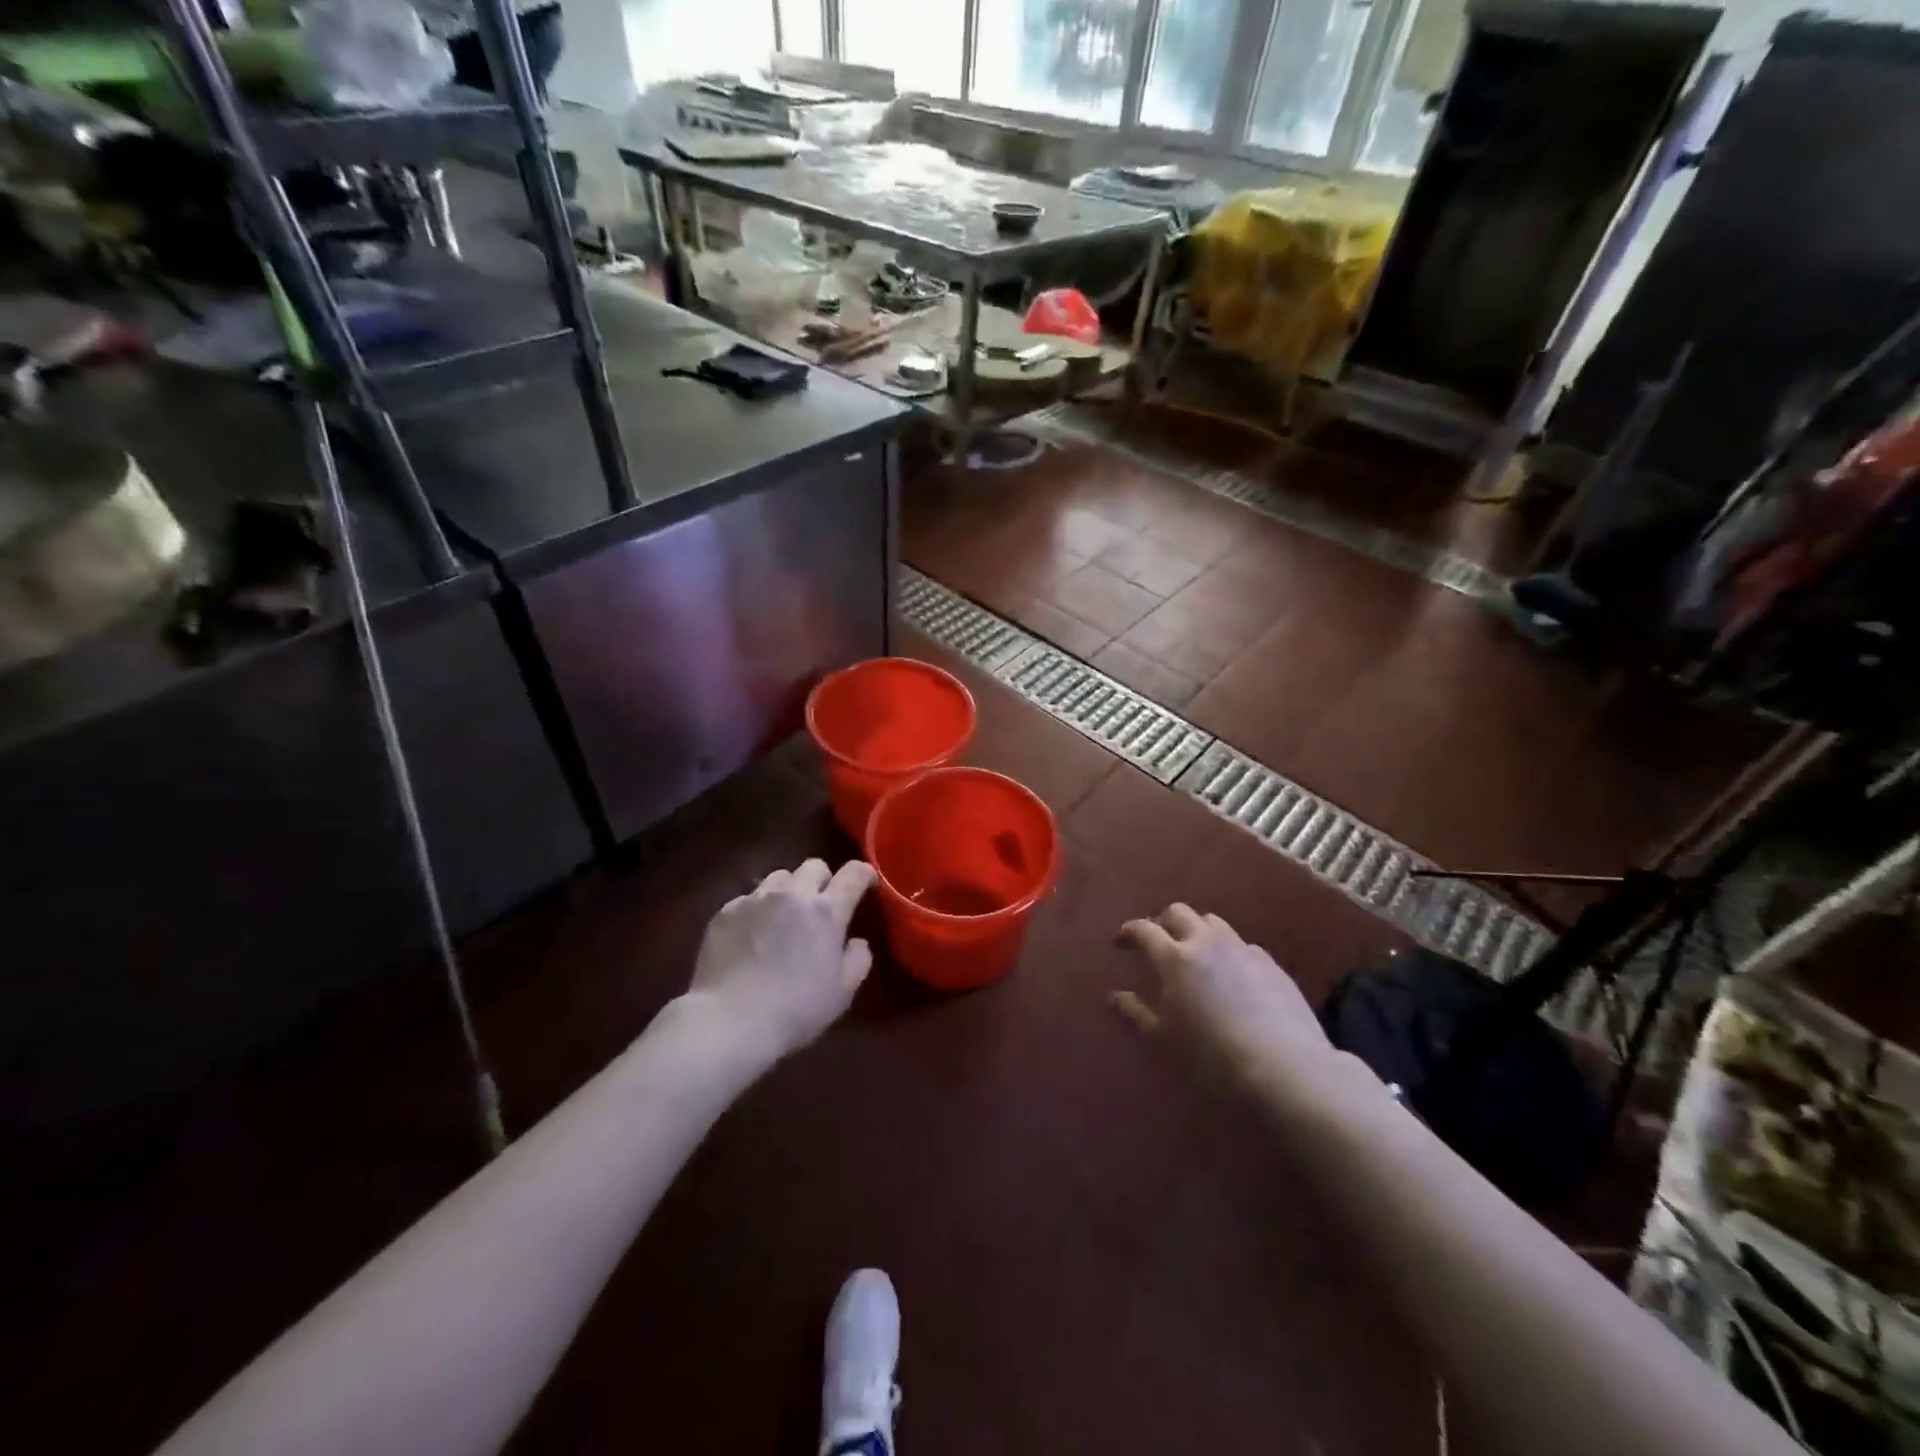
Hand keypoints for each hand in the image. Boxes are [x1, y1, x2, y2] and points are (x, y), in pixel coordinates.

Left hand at [685, 859, 876, 1061]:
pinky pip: (749, 897)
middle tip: (821, 905)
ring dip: (789, 890)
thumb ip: (858, 960)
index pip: (854, 874)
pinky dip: (758, 909)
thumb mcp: (842, 993)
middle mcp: (793, 894)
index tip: (867, 883)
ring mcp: (756, 899)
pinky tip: (752, 935)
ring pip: (779, 877)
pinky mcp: (726, 911)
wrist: (730, 1021)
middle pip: (814, 866)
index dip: (864, 873)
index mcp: (826, 912)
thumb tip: (856, 942)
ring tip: (783, 916)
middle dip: (823, 880)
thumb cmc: (795, 1010)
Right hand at [1118, 904, 1335, 1087]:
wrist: (1284, 1068)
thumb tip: (1114, 996)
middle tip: (1157, 943)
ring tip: (1195, 953)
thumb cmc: (1211, 1057)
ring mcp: (1242, 949)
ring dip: (1197, 930)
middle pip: (1179, 913)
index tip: (1120, 942)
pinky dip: (1228, 951)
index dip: (1128, 932)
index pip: (1143, 929)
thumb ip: (1135, 1013)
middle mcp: (1206, 942)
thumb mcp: (1162, 1040)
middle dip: (1163, 922)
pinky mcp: (1271, 964)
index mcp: (1174, 957)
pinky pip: (1242, 945)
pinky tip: (1232, 975)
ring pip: (1213, 922)